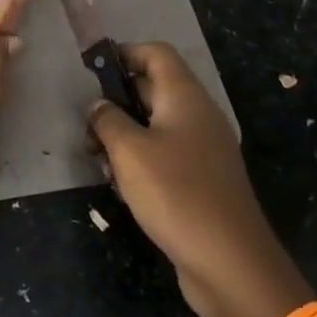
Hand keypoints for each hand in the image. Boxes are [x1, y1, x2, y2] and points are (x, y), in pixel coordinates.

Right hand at [88, 43, 310, 316]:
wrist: (230, 263)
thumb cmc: (175, 193)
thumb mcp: (129, 151)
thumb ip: (107, 119)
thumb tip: (98, 105)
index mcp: (185, 97)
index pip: (156, 53)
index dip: (124, 54)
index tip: (91, 73)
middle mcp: (197, 116)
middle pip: (152, 89)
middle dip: (115, 103)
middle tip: (87, 128)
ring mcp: (202, 149)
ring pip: (154, 126)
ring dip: (123, 138)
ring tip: (99, 163)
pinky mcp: (200, 180)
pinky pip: (164, 155)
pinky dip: (139, 163)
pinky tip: (121, 188)